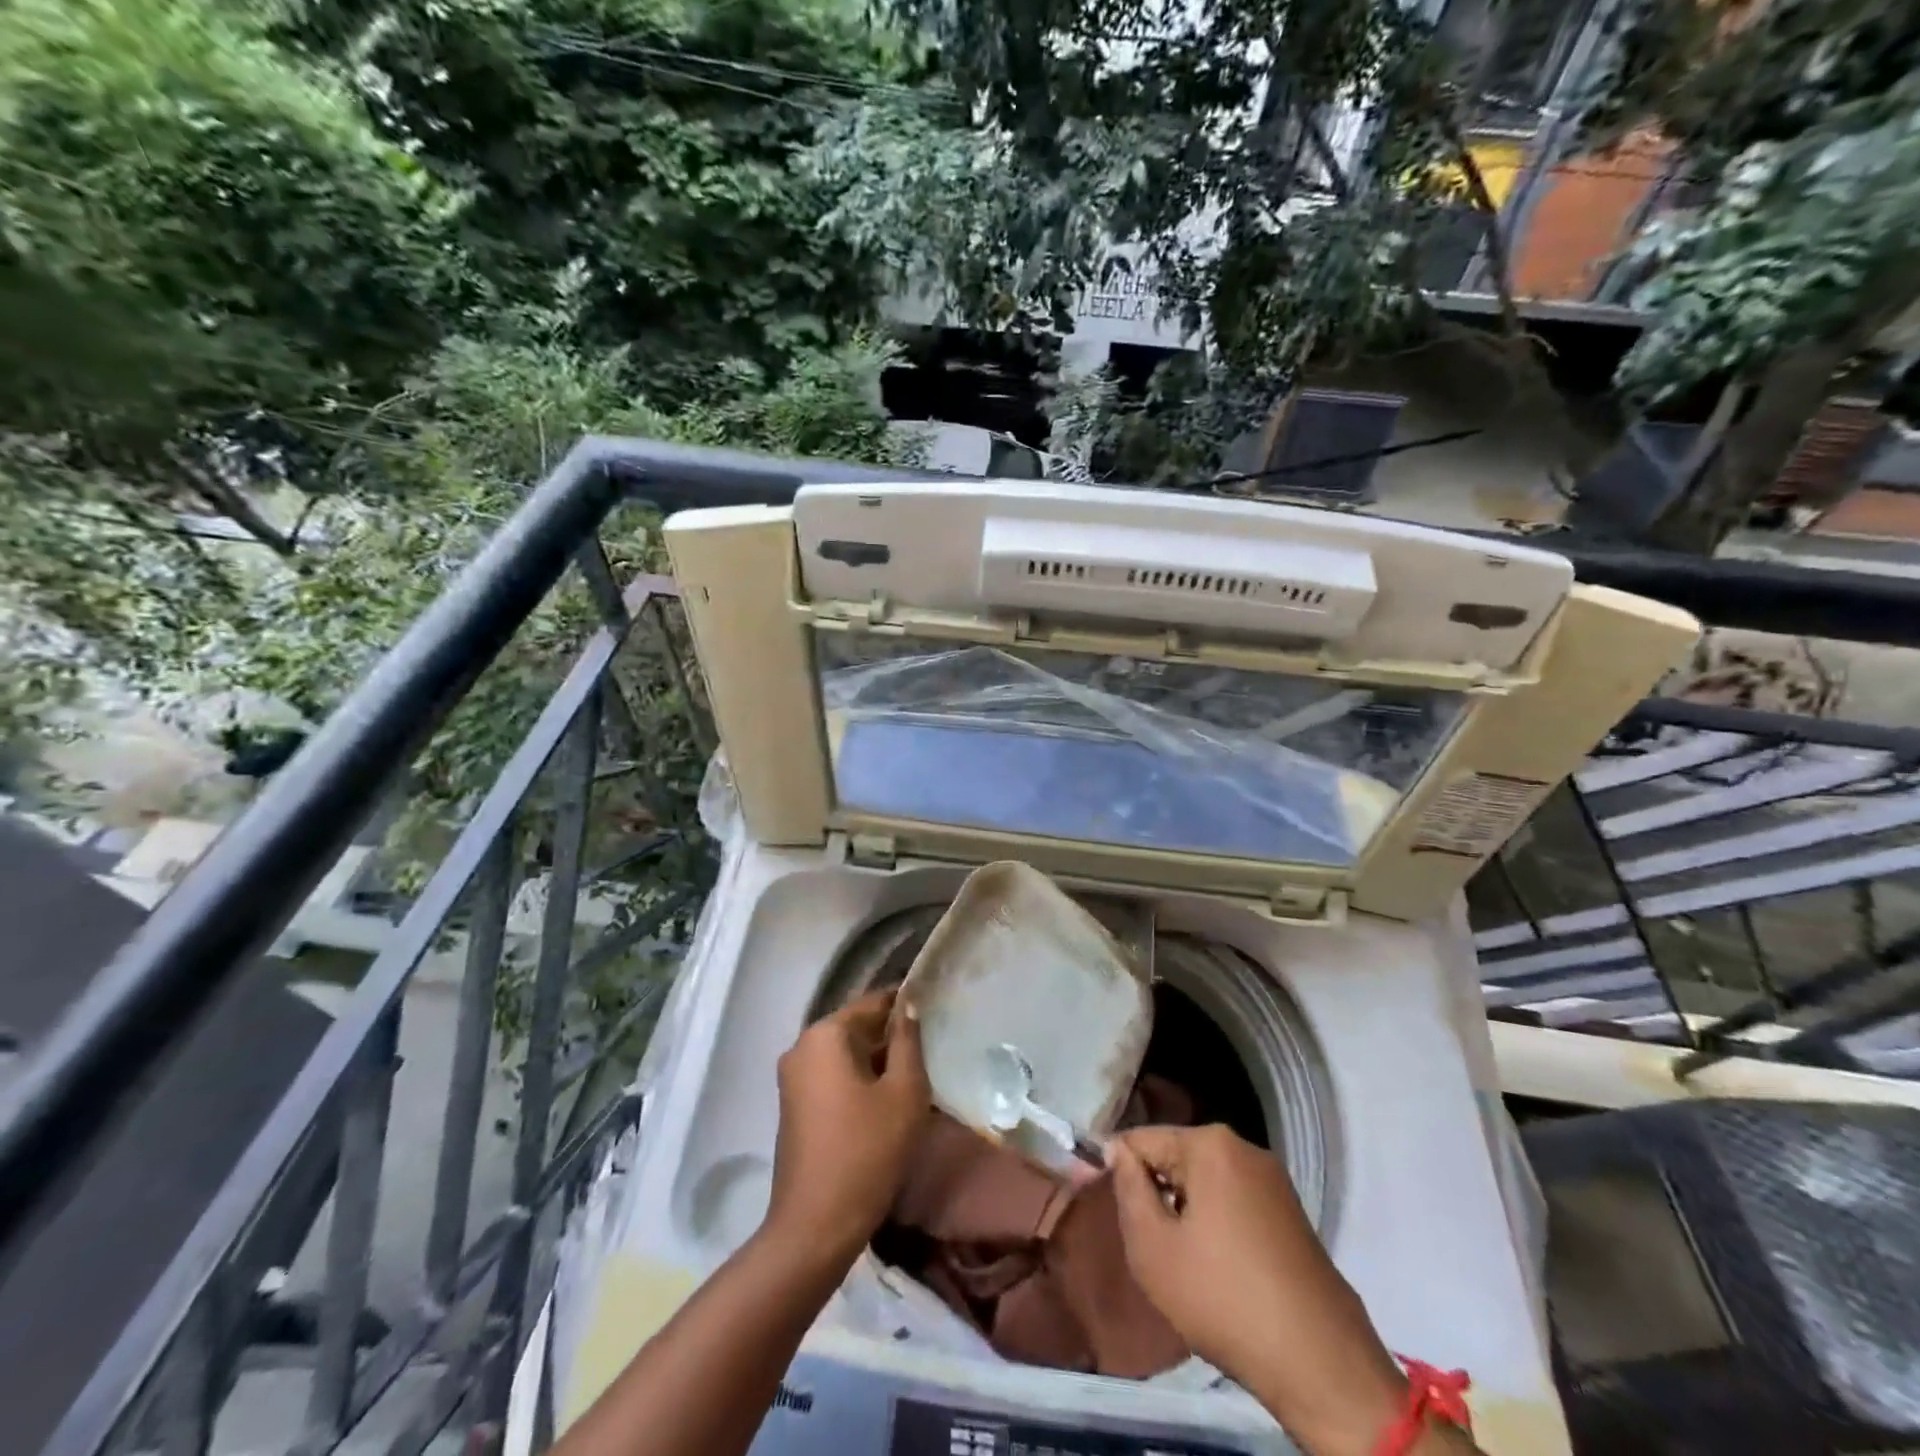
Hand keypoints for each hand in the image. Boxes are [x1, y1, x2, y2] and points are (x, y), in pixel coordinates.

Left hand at [767, 990, 929, 1267]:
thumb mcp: (904, 1092)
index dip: (906, 1002)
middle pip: (857, 1027)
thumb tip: (908, 1006)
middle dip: (892, 1035)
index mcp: (825, 1035)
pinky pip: (833, 1076)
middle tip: (933, 1044)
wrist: (815, 1227)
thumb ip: (908, 1041)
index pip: (874, 1002)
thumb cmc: (867, 1152)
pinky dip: (860, 1080)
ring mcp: (794, 1078)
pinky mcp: (795, 1105)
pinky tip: (889, 1098)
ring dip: (878, 1060)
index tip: (937, 1007)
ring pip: (846, 1054)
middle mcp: (802, 1046)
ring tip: (917, 1071)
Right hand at [1109, 1125, 1411, 1455]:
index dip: (1116, 1170)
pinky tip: (1215, 1267)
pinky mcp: (1290, 1212)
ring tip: (1180, 1260)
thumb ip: (1127, 1188)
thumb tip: (1117, 1151)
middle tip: (1147, 1243)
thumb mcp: (1152, 1247)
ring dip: (1184, 1209)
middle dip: (1155, 1190)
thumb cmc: (1223, 1299)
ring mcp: (1273, 1180)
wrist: (1321, 1365)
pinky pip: (1233, 1200)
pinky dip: (1214, 1222)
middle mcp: (1244, 1147)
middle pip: (1175, 1156)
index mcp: (1210, 1144)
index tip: (1109, 1209)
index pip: (1141, 1139)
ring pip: (1204, 1180)